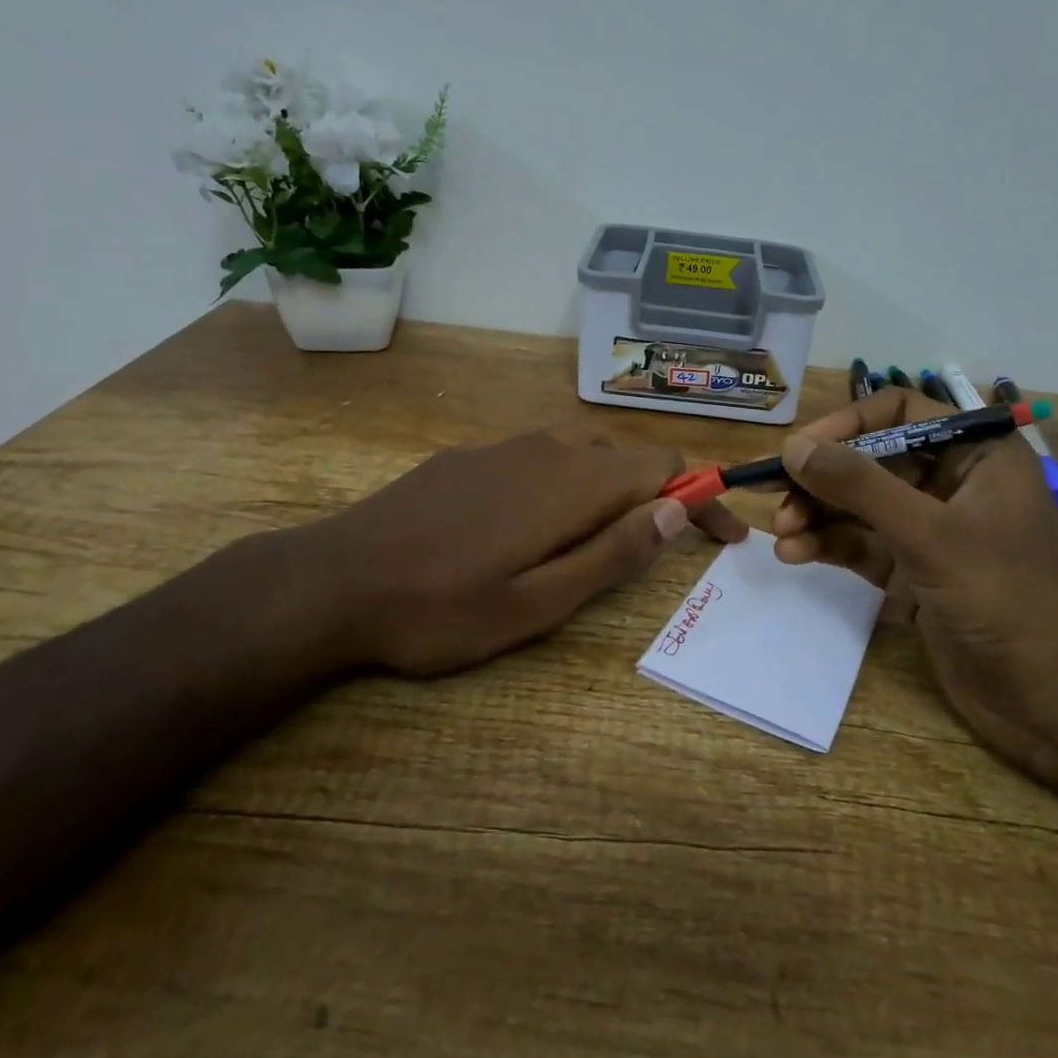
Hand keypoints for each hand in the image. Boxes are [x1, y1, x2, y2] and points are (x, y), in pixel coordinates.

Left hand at [271, 425, 747, 676]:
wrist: (333, 580)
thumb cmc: (441, 608)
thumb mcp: (538, 603)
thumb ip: (612, 553)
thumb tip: (675, 510)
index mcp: (572, 483)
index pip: (665, 465)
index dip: (703, 495)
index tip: (725, 536)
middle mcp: (546, 449)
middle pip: (626, 458)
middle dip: (657, 498)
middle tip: (658, 552)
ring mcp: (503, 448)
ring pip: (581, 457)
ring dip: (608, 493)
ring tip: (595, 546)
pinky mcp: (468, 457)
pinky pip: (537, 460)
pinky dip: (562, 487)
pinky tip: (528, 530)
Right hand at [770, 388, 1057, 779]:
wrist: (1054, 703)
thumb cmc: (1005, 599)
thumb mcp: (930, 535)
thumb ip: (860, 487)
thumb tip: (795, 447)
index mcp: (976, 455)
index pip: (900, 412)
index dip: (848, 424)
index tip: (801, 448)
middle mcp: (952, 483)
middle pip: (871, 461)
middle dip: (823, 478)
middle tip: (775, 496)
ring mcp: (932, 530)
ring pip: (861, 505)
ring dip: (819, 515)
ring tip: (782, 532)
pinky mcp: (915, 571)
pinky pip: (863, 544)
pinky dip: (829, 546)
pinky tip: (796, 555)